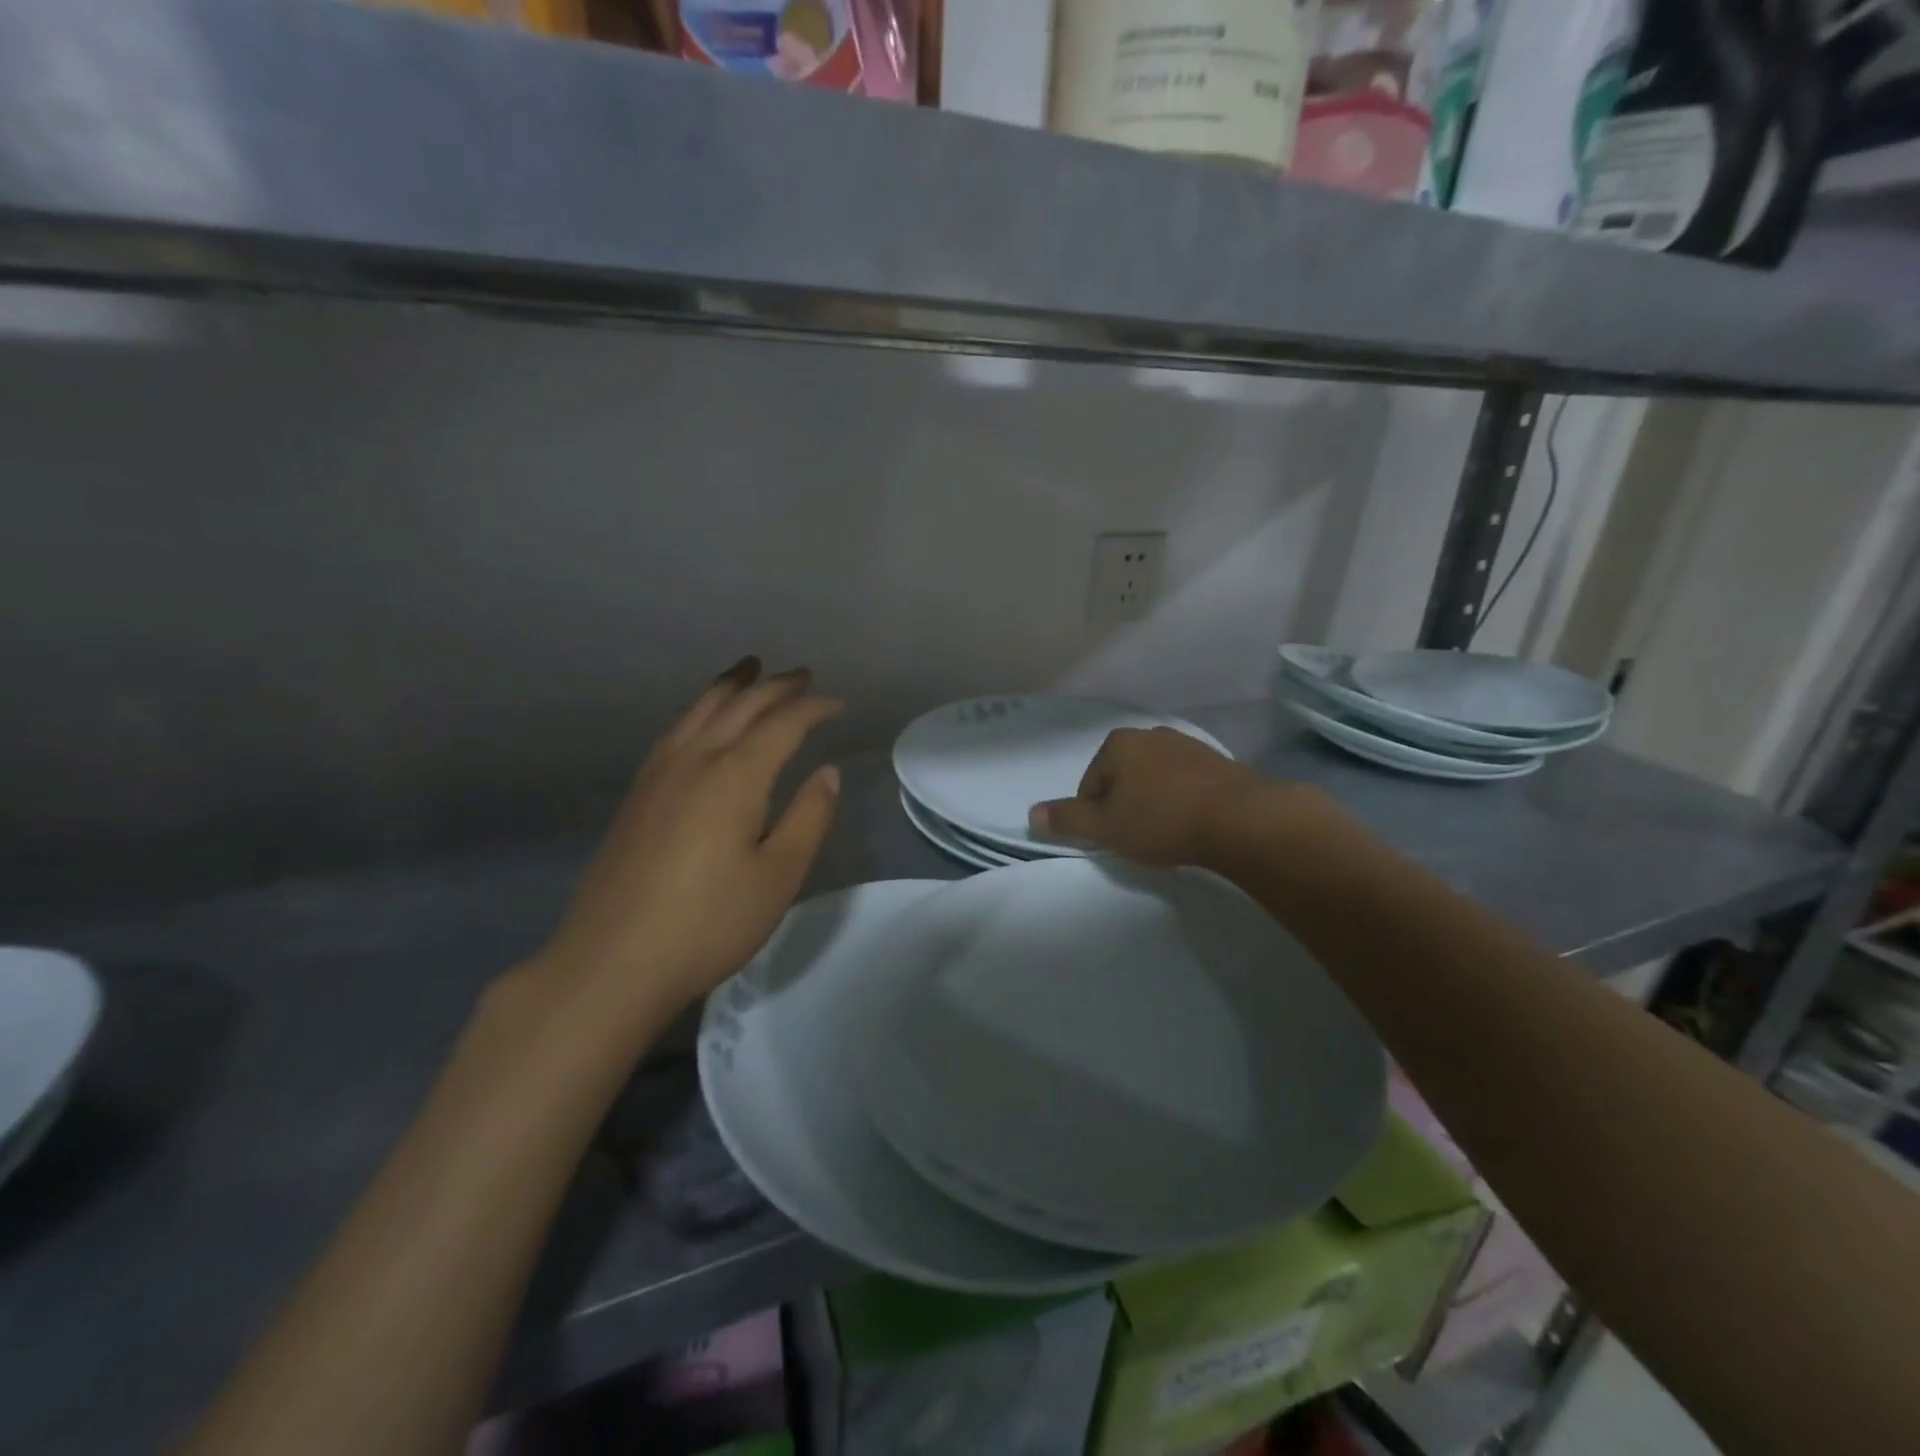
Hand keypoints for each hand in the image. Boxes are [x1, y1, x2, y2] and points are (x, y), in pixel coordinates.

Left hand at [523, 657, 842, 1034]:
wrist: (612, 961)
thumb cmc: (709, 922)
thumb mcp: (778, 876)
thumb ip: (808, 817)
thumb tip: (828, 772)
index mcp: (735, 776)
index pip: (782, 724)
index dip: (813, 708)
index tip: (838, 704)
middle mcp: (695, 760)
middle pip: (739, 705)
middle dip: (775, 686)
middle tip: (802, 675)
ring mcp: (658, 774)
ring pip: (699, 710)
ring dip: (731, 685)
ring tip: (749, 669)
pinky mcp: (636, 794)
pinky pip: (675, 730)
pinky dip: (699, 710)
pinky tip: (700, 720)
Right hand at [1029, 726, 1267, 866]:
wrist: (1240, 819)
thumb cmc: (1161, 820)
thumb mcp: (1105, 827)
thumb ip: (1067, 820)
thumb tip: (1031, 814)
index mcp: (1119, 743)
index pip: (1091, 782)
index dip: (1095, 814)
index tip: (1112, 837)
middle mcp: (1152, 735)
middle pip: (1123, 777)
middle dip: (1125, 804)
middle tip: (1137, 837)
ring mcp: (1188, 745)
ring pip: (1155, 778)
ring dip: (1154, 802)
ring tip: (1165, 832)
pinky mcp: (1219, 762)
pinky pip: (1186, 783)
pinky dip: (1182, 800)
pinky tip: (1191, 824)